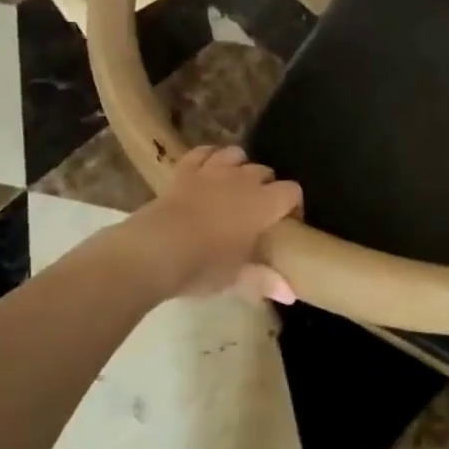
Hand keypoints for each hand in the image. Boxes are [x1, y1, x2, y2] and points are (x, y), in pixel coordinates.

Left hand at [132, 146, 301, 302]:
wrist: (154, 251)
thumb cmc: (203, 266)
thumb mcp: (236, 278)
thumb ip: (265, 280)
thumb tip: (291, 295)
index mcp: (263, 205)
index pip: (292, 192)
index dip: (294, 205)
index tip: (287, 224)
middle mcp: (242, 180)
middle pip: (265, 172)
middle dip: (267, 187)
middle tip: (259, 213)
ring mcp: (211, 171)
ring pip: (236, 155)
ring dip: (240, 167)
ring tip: (235, 187)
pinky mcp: (184, 171)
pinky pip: (202, 152)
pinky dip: (208, 157)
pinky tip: (208, 170)